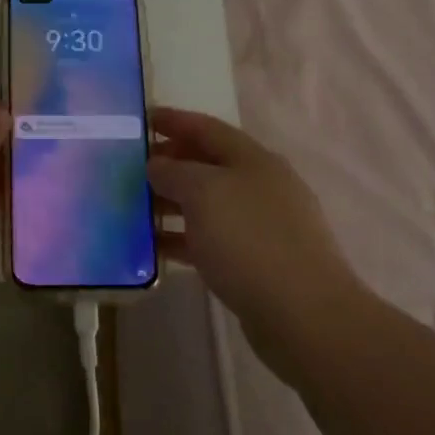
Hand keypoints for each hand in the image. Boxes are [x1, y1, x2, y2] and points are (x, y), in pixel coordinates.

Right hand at [147, 108, 363, 355]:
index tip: (140, 119)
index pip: (206, 128)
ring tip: (134, 209)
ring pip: (208, 204)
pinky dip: (183, 239)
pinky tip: (155, 248)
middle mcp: (261, 186)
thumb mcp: (203, 193)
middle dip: (169, 163)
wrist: (305, 316)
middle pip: (207, 164)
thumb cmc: (250, 240)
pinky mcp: (258, 262)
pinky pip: (212, 240)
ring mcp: (262, 226)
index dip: (173, 120)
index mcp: (253, 159)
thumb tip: (157, 165)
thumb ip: (174, 172)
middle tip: (130, 168)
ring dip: (172, 203)